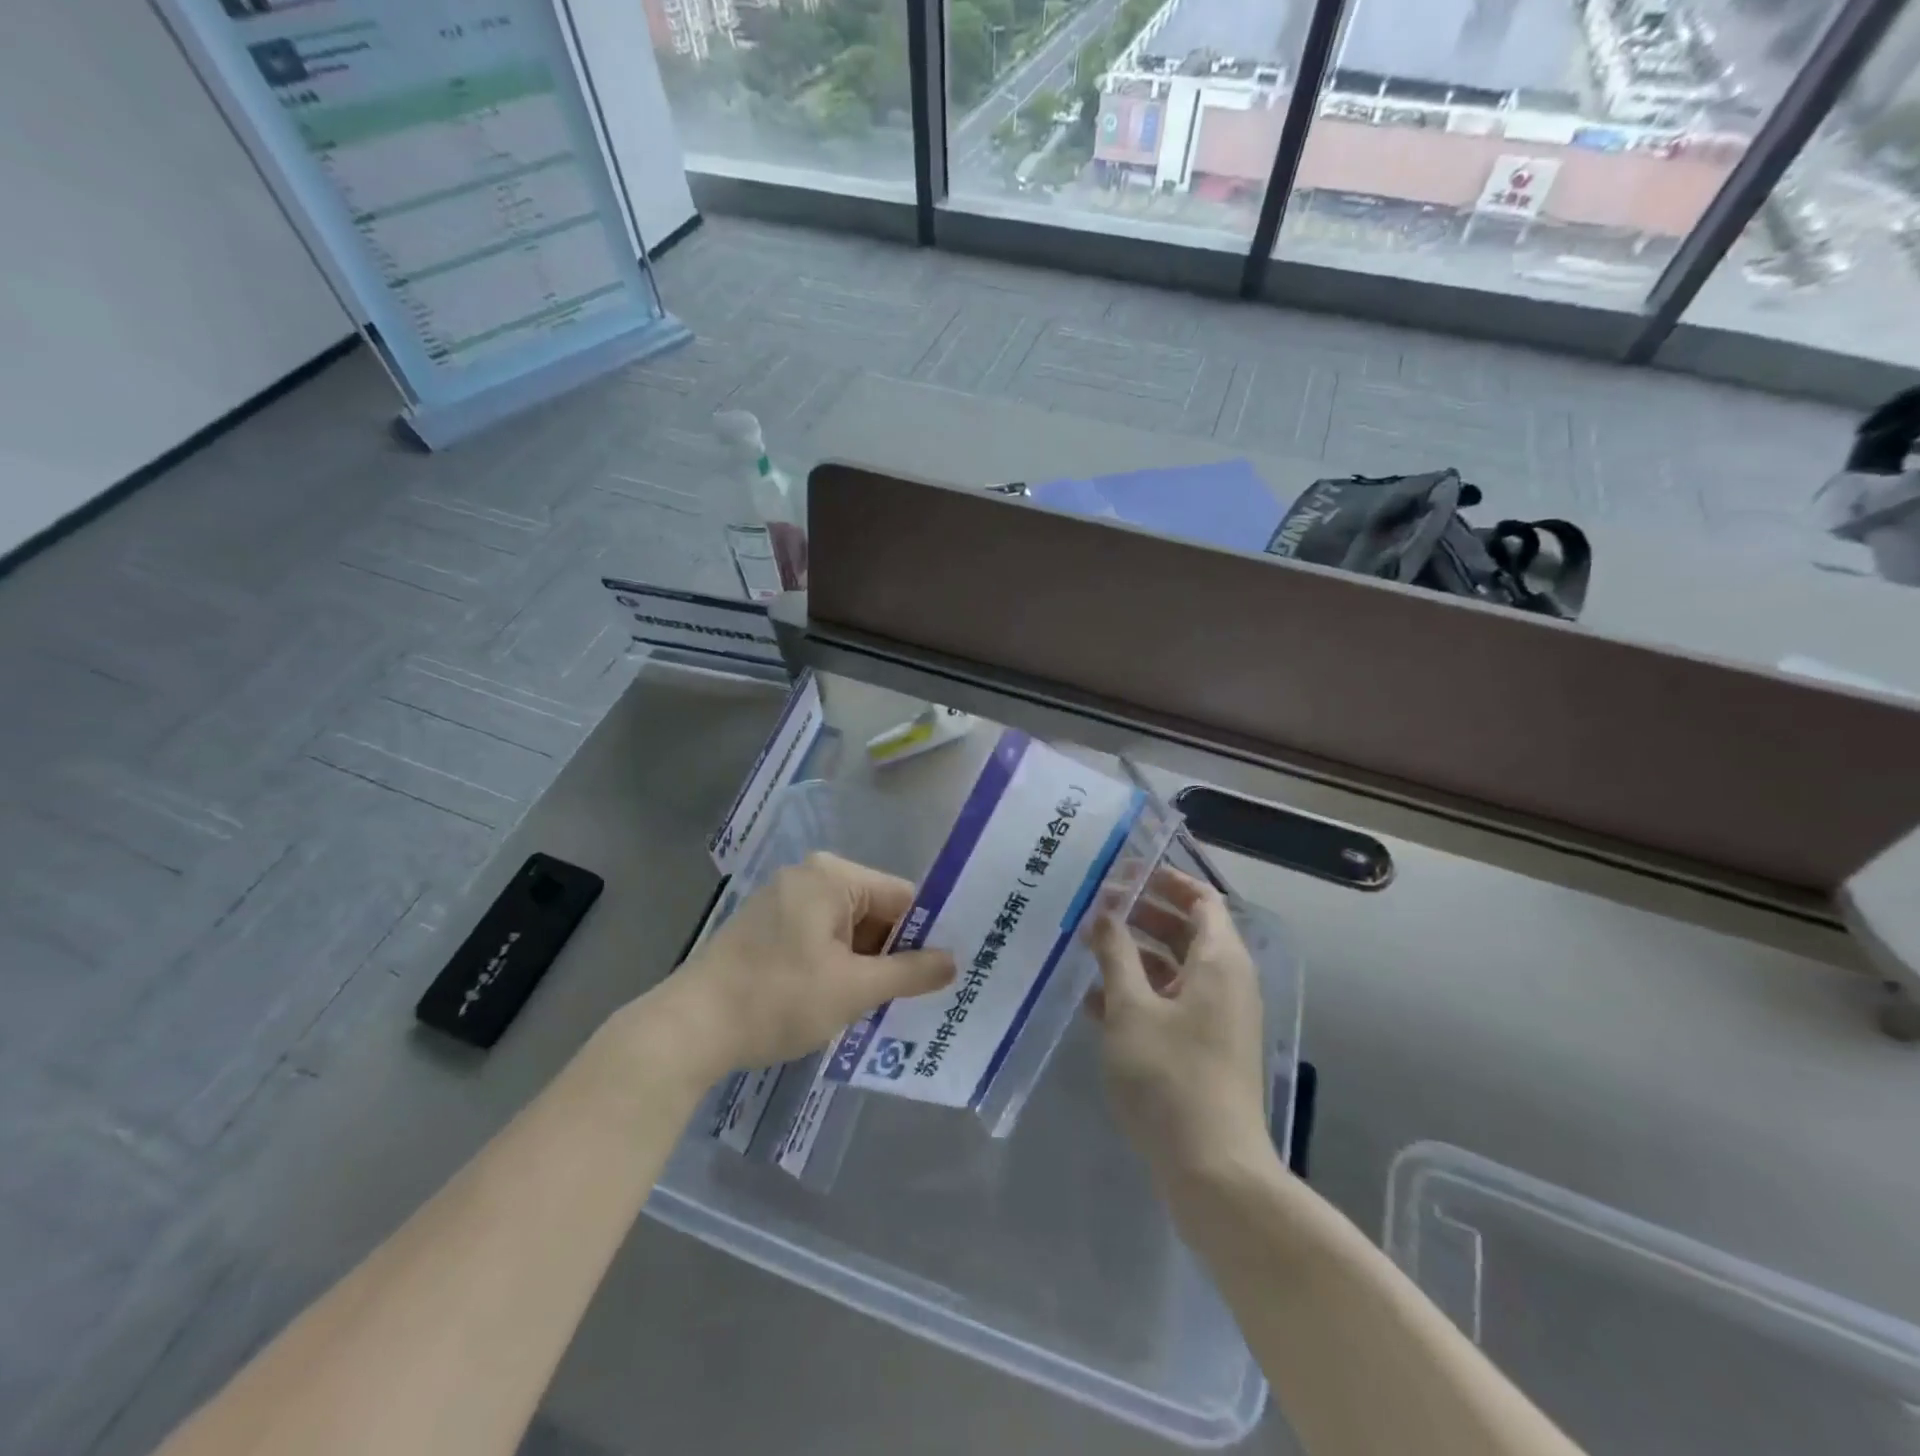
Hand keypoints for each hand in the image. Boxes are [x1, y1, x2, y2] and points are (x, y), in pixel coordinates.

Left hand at [658, 852, 954, 1076]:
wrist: (689, 1029)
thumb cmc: (778, 999)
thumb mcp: (854, 989)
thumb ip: (910, 972)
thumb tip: (954, 961)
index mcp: (832, 877)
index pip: (901, 897)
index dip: (925, 936)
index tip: (942, 975)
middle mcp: (809, 876)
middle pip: (874, 911)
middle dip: (891, 954)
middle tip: (913, 999)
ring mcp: (783, 899)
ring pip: (847, 928)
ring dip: (863, 964)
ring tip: (878, 1006)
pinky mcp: (766, 926)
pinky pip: (819, 937)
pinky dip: (834, 964)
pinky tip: (838, 1000)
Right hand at [1087, 868, 1270, 1179]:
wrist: (1212, 1170)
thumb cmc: (1169, 1076)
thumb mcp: (1131, 1008)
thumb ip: (1115, 954)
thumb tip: (1104, 912)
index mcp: (1220, 961)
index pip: (1202, 899)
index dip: (1166, 881)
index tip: (1125, 873)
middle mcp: (1227, 983)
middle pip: (1187, 932)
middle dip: (1143, 916)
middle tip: (1097, 908)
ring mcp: (1218, 1019)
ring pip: (1176, 970)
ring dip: (1135, 956)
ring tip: (1087, 950)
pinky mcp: (1206, 1050)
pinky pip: (1173, 1004)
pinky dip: (1141, 994)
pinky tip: (1096, 1002)